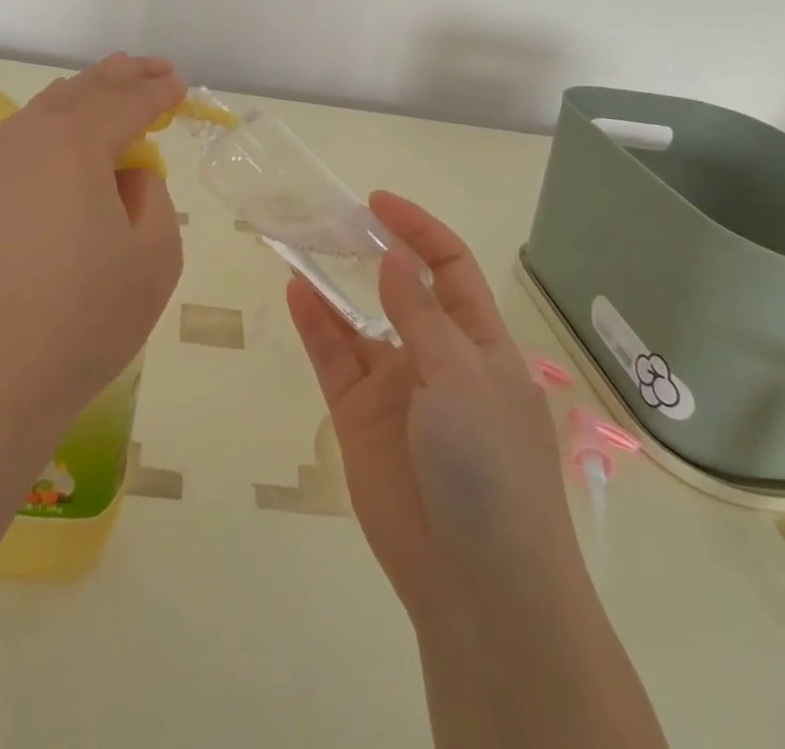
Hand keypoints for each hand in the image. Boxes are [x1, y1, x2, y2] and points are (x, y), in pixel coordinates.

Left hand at [0, 53, 186, 438]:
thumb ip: (152, 195)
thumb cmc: (82, 319)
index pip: (128, 103)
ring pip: (43, 110)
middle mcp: (24, 136)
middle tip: (152, 67)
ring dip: (83, 96)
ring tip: (109, 88)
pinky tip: (61, 139)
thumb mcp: (154, 256)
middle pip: (82, 91)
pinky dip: (49, 127)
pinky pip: (16, 139)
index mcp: (74, 143)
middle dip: (122, 76)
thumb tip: (127, 174)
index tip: (180, 86)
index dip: (158, 93)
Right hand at [286, 192, 575, 619]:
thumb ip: (420, 314)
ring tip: (299, 243)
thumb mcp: (462, 376)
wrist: (475, 582)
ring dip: (332, 284)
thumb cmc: (489, 464)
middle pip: (398, 289)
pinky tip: (295, 291)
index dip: (418, 230)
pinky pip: (332, 359)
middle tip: (328, 219)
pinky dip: (314, 324)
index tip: (377, 203)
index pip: (449, 267)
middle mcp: (435, 357)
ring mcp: (394, 387)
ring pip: (357, 322)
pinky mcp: (357, 416)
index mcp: (478, 342)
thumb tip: (395, 255)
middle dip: (370, 252)